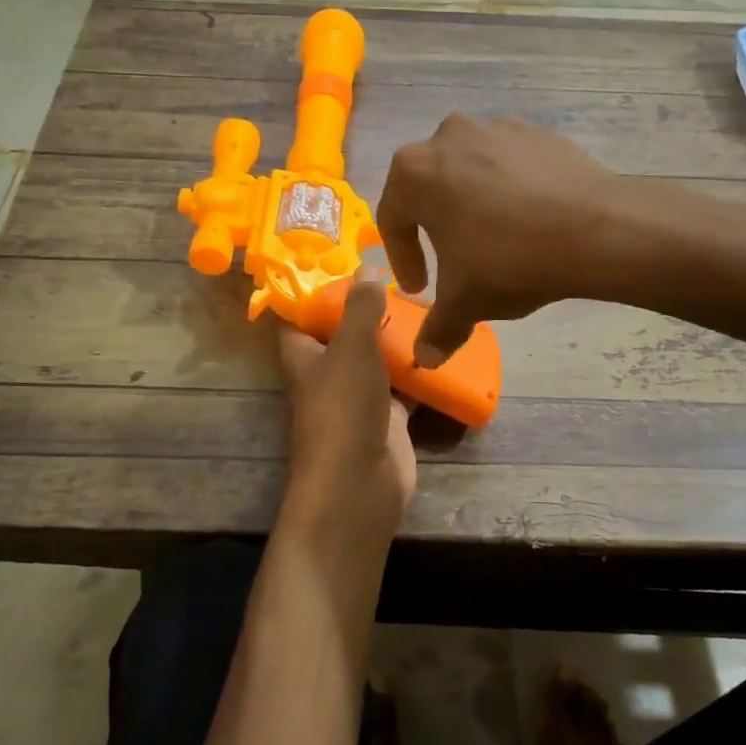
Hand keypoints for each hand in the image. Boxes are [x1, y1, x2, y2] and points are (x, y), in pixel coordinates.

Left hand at [278, 278, 416, 542]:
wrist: (361, 484)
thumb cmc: (344, 408)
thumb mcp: (351, 348)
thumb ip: (359, 308)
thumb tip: (366, 268)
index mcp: (305, 355)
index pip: (301, 315)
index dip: (316, 290)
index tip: (345, 260)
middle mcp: (328, 374)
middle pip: (345, 334)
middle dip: (369, 310)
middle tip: (401, 280)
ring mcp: (359, 398)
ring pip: (379, 360)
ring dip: (399, 339)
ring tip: (428, 303)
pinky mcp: (389, 419)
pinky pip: (406, 388)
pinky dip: (422, 372)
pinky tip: (444, 346)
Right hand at [376, 115, 624, 362]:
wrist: (596, 229)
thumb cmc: (508, 260)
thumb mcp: (464, 302)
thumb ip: (437, 329)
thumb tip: (425, 360)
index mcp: (414, 171)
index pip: (393, 220)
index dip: (403, 260)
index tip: (420, 290)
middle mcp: (448, 137)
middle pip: (431, 190)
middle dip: (437, 228)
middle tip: (453, 261)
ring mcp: (497, 129)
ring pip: (471, 173)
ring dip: (474, 205)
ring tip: (495, 241)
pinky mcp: (538, 133)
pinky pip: (510, 166)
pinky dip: (511, 191)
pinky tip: (530, 223)